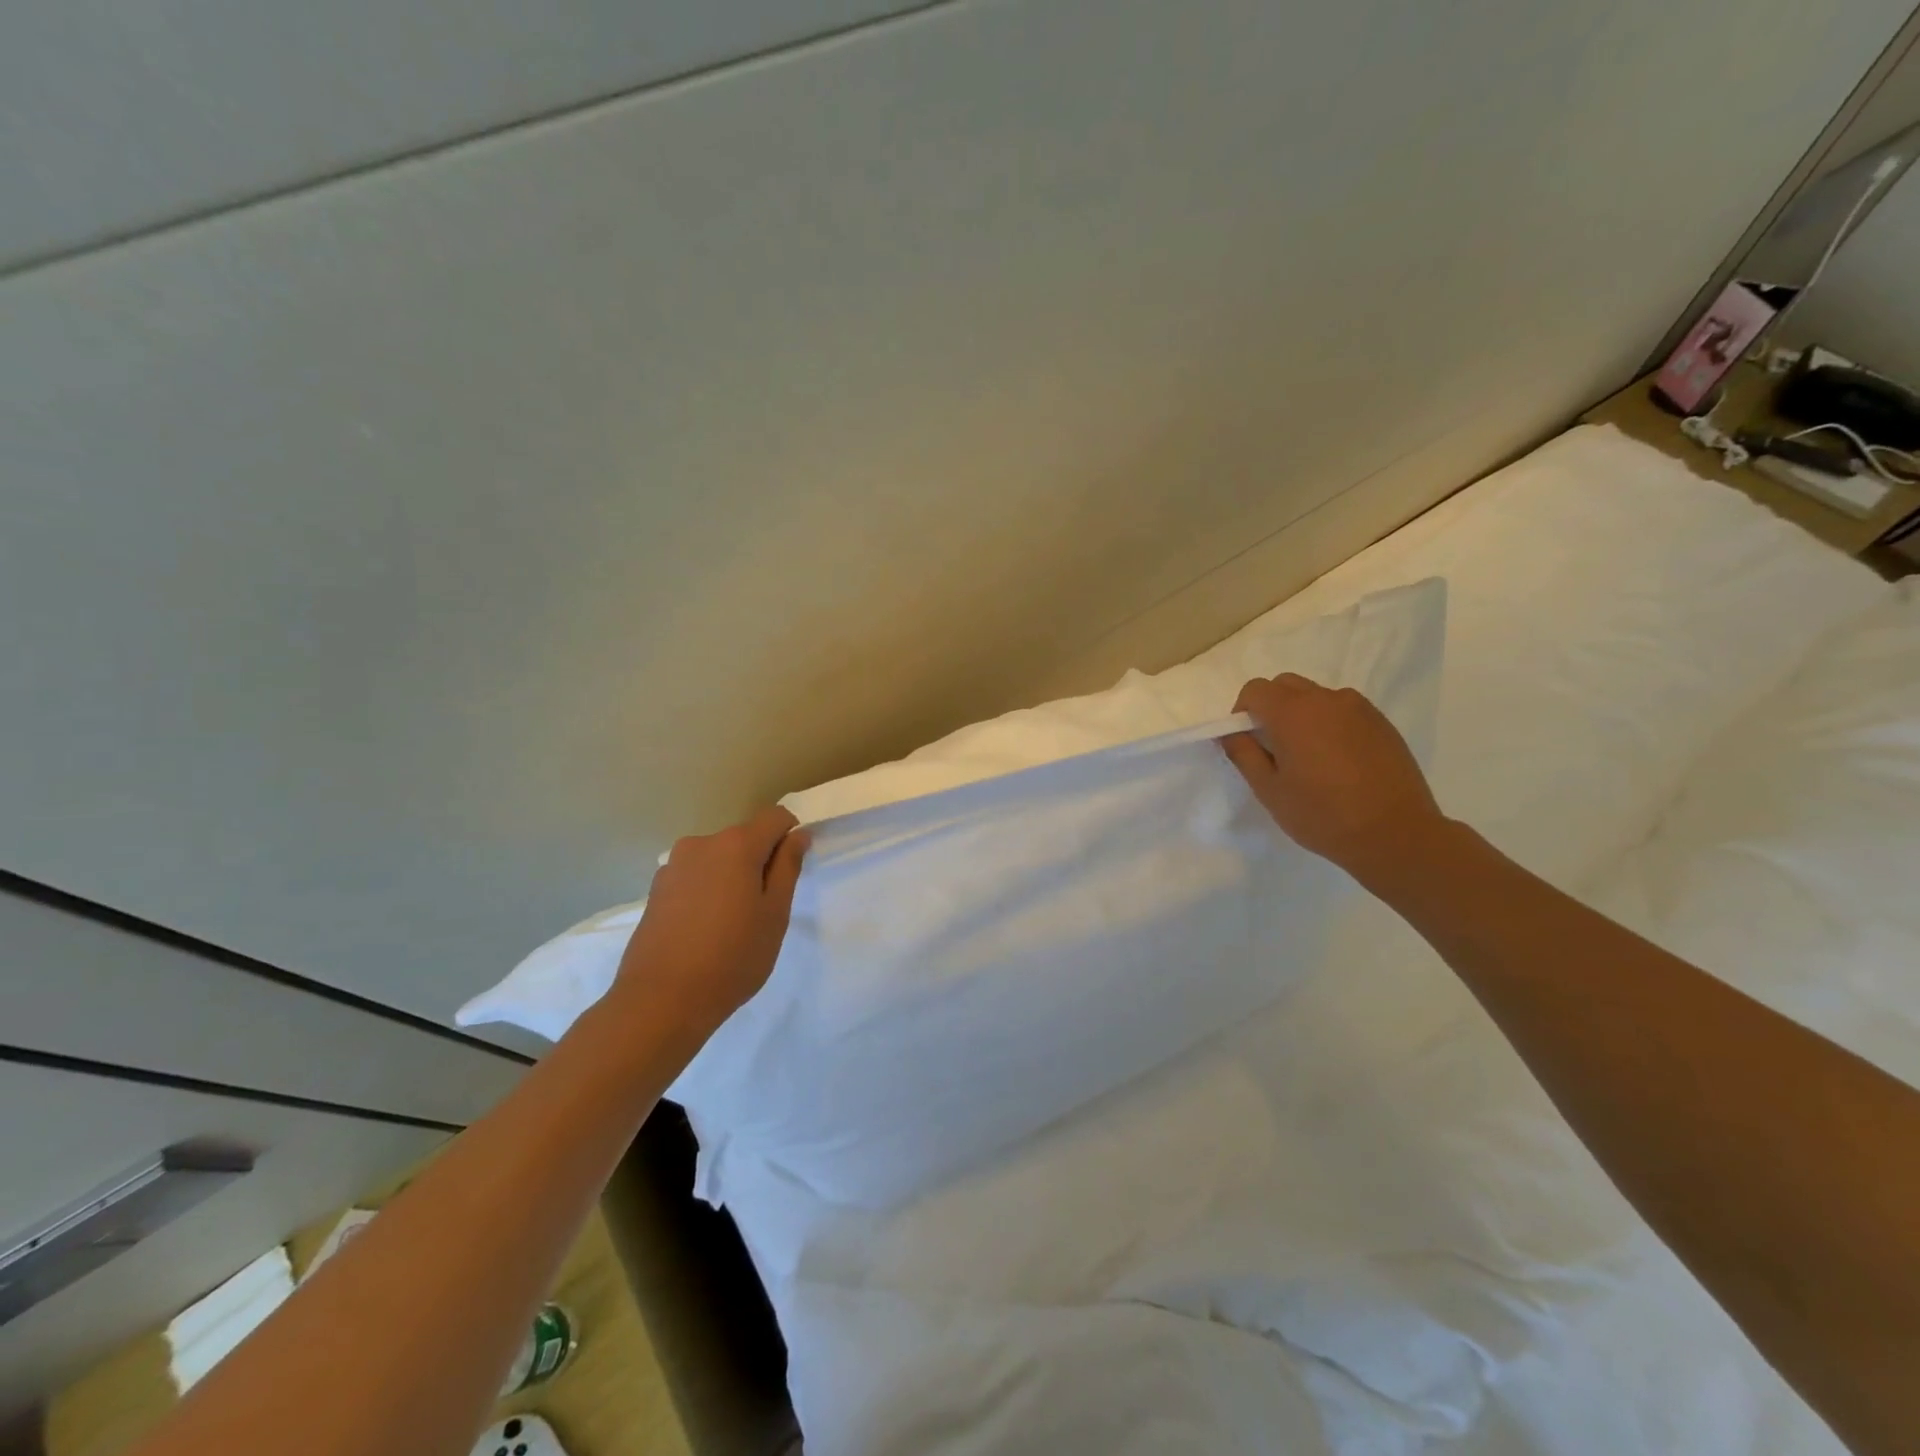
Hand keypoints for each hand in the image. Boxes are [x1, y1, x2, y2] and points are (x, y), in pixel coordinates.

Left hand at [615, 806, 810, 1037]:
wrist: (661, 1000)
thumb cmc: (732, 956)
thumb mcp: (775, 913)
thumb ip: (787, 867)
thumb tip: (797, 835)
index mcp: (736, 844)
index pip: (776, 817)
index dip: (791, 838)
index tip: (791, 873)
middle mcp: (702, 843)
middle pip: (744, 838)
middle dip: (760, 861)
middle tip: (764, 909)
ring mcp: (673, 866)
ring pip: (718, 859)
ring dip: (731, 877)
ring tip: (731, 923)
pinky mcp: (656, 889)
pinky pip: (694, 877)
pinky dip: (707, 891)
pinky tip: (704, 930)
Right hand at [1221, 673, 1445, 880]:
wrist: (1396, 834)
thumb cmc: (1322, 815)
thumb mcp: (1269, 790)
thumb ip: (1244, 753)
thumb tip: (1231, 732)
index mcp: (1293, 713)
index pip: (1255, 690)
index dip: (1242, 712)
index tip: (1247, 741)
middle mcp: (1326, 699)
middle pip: (1285, 685)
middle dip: (1270, 707)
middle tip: (1273, 747)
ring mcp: (1359, 708)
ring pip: (1316, 696)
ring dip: (1302, 714)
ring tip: (1309, 756)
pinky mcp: (1381, 722)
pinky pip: (1343, 710)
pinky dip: (1330, 723)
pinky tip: (1338, 761)